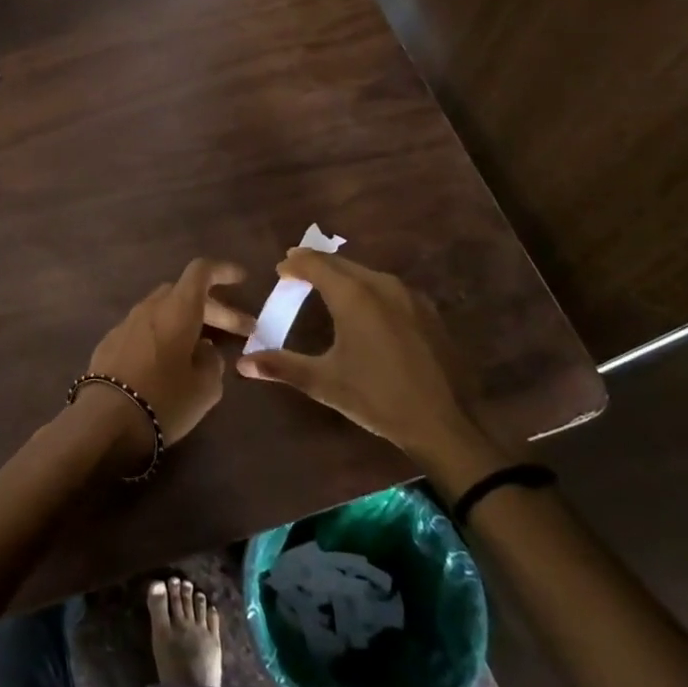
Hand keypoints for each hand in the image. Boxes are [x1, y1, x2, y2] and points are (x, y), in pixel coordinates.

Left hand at [80, 258, 251, 461]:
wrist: (104, 420)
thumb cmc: (164, 400)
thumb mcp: (205, 387)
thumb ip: (212, 361)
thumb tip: (204, 350)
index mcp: (177, 309)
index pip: (200, 272)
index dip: (223, 271)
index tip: (241, 279)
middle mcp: (151, 308)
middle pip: (185, 293)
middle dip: (216, 308)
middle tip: (242, 330)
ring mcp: (127, 323)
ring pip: (164, 310)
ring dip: (189, 321)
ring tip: (207, 345)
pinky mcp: (111, 342)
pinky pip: (146, 327)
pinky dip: (165, 333)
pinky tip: (172, 359)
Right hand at [236, 249, 502, 483]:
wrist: (445, 423)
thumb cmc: (378, 398)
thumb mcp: (324, 382)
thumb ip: (282, 366)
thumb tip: (242, 364)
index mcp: (354, 295)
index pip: (315, 264)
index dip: (294, 263)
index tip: (279, 270)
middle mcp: (382, 285)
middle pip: (342, 263)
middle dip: (316, 265)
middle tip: (296, 273)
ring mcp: (410, 296)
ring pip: (367, 273)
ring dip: (343, 275)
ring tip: (325, 287)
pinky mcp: (428, 312)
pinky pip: (388, 288)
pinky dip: (367, 289)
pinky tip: (364, 309)